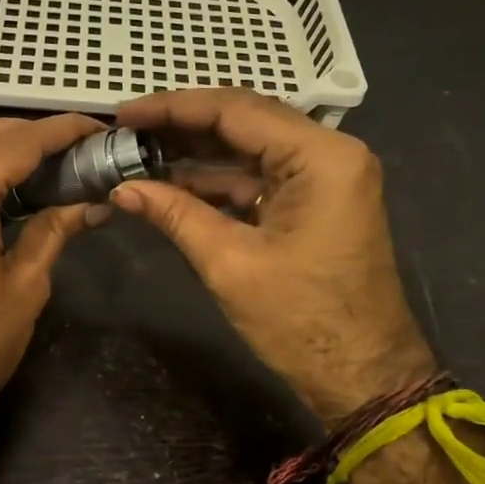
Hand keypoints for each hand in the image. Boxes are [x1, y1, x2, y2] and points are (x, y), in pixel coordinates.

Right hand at [110, 89, 434, 422]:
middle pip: (244, 122)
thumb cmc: (301, 321)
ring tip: (138, 154)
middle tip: (126, 131)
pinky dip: (217, 181)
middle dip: (182, 127)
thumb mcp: (230, 263)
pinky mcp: (315, 202)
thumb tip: (122, 188)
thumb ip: (175, 214)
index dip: (173, 108)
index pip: (236, 110)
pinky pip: (259, 178)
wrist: (362, 375)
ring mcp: (325, 177)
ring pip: (249, 149)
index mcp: (320, 157)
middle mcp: (328, 153)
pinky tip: (171, 183)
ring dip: (195, 154)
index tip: (124, 113)